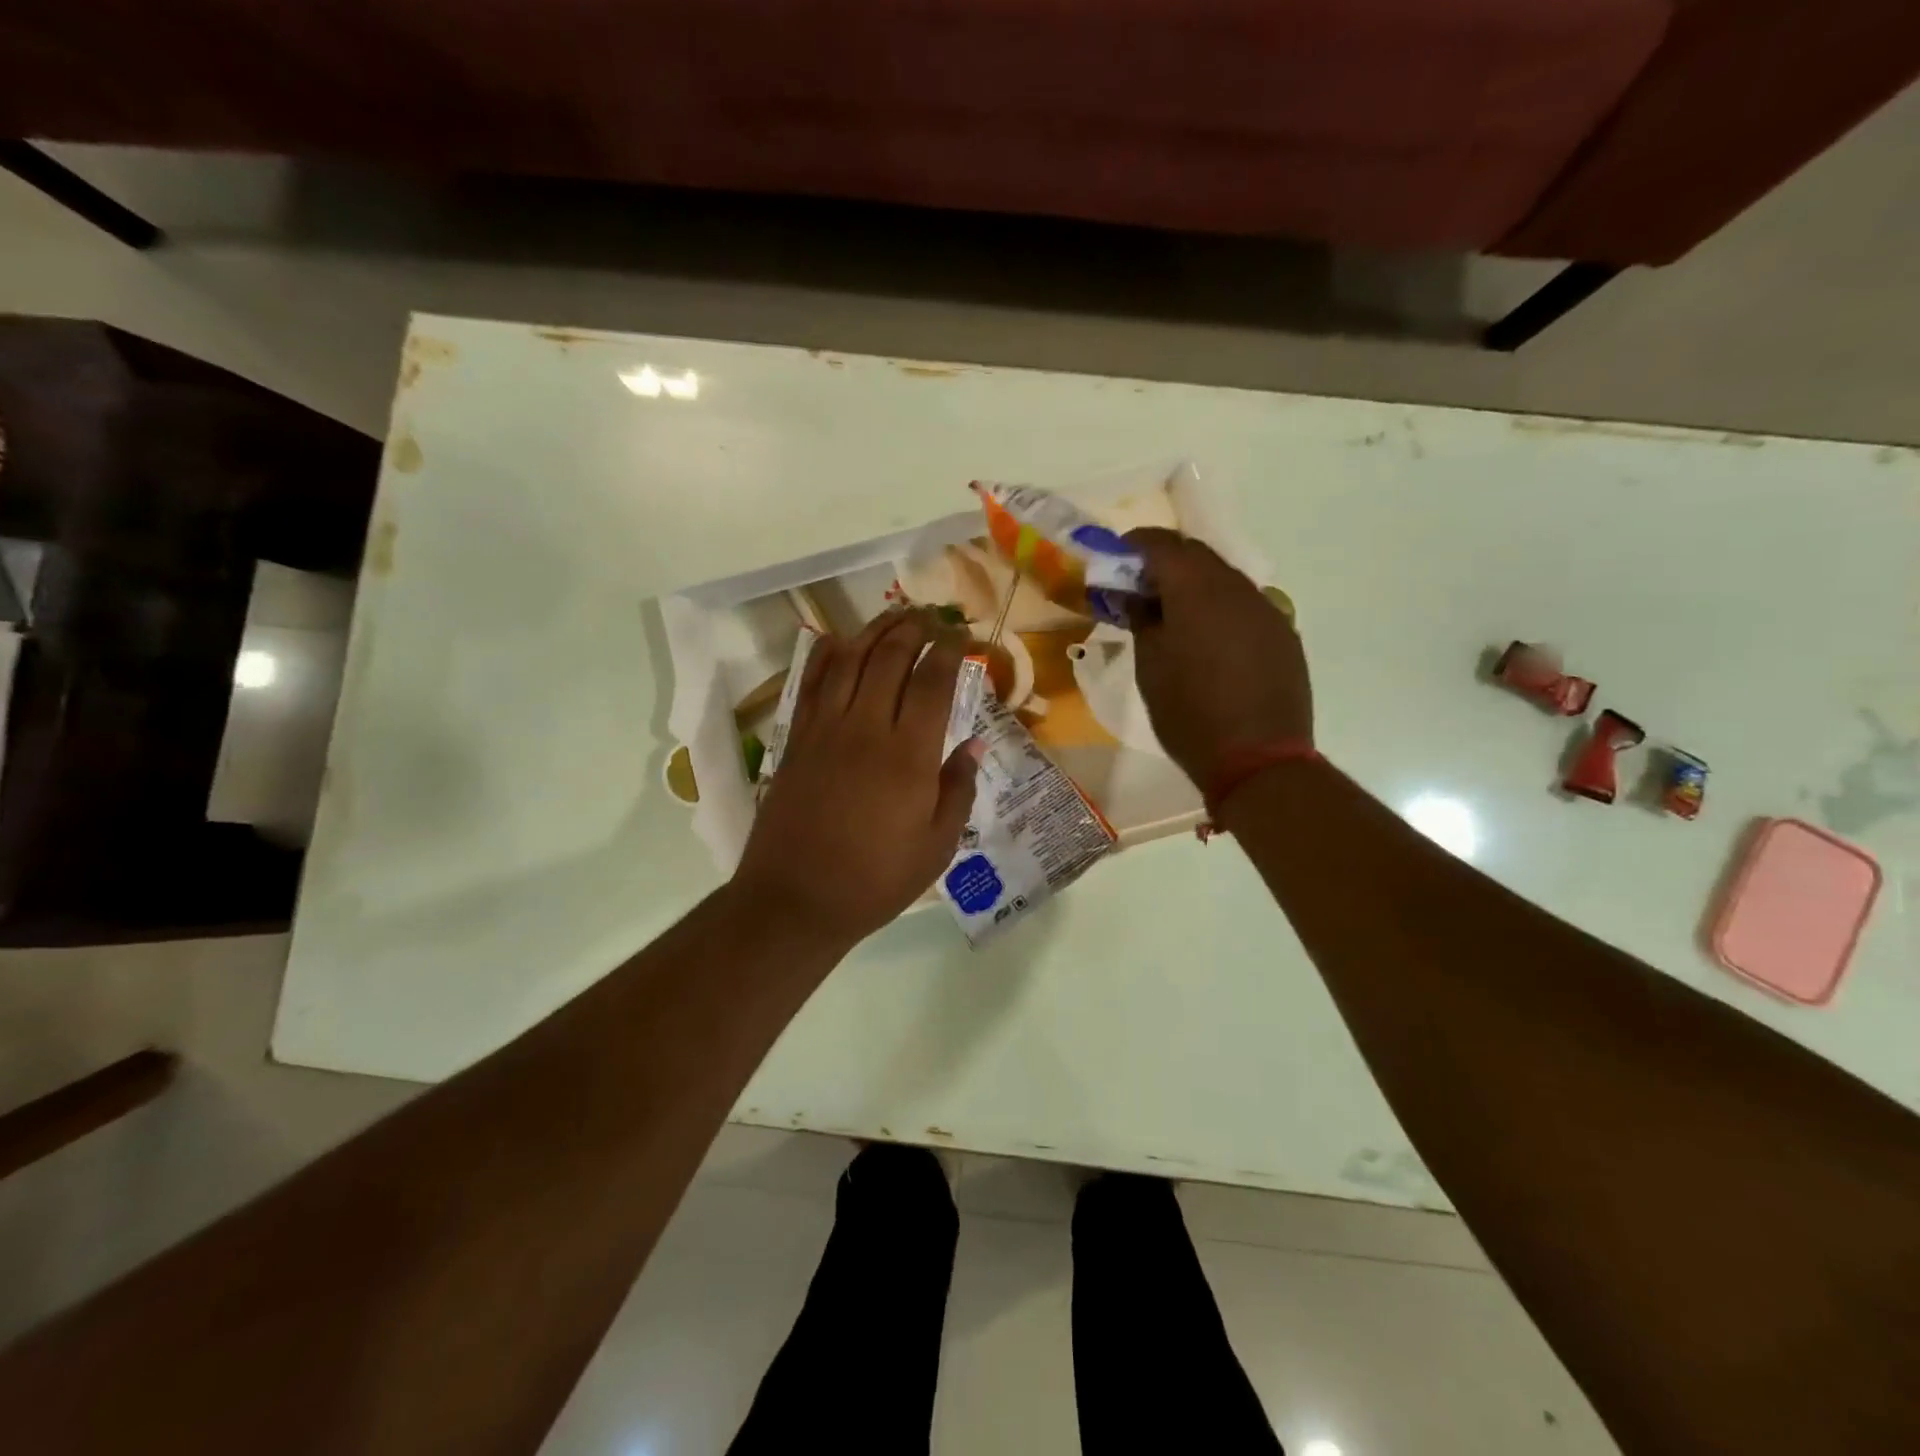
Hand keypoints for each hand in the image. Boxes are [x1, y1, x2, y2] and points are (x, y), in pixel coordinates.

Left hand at [732, 609, 983, 951]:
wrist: (796, 899)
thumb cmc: (876, 879)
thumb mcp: (936, 845)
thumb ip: (958, 789)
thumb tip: (974, 744)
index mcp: (909, 755)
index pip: (931, 682)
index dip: (948, 650)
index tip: (961, 637)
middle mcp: (866, 728)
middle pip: (889, 657)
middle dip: (913, 629)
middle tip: (930, 618)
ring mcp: (825, 729)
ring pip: (848, 659)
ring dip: (873, 631)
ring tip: (893, 618)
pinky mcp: (797, 739)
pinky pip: (811, 683)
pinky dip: (826, 654)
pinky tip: (839, 642)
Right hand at [1126, 528, 1312, 789]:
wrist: (1258, 760)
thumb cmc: (1189, 714)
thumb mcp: (1150, 668)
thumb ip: (1143, 621)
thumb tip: (1137, 598)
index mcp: (1198, 591)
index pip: (1163, 545)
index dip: (1135, 544)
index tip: (1115, 556)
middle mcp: (1238, 589)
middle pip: (1197, 557)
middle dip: (1165, 562)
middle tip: (1139, 586)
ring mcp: (1267, 611)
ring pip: (1224, 581)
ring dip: (1194, 586)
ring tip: (1171, 614)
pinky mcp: (1284, 635)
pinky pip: (1245, 607)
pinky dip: (1219, 609)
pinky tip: (1207, 640)